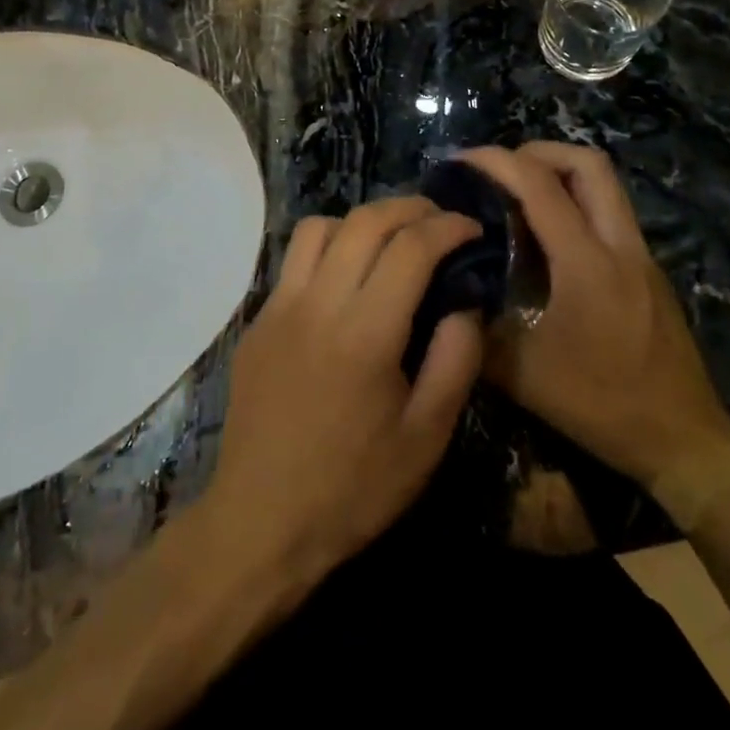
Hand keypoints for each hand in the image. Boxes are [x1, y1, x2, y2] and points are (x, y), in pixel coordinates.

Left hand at [205, 198, 484, 588]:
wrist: (260, 521)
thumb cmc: (353, 488)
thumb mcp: (426, 438)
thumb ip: (455, 360)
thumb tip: (467, 304)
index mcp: (365, 332)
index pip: (411, 246)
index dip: (448, 227)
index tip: (472, 228)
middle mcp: (318, 302)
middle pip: (365, 221)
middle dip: (410, 208)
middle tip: (439, 221)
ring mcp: (279, 306)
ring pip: (321, 226)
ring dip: (363, 220)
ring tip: (390, 241)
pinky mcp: (258, 319)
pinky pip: (294, 257)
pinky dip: (329, 245)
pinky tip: (346, 276)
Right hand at [462, 143, 729, 528]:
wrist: (683, 439)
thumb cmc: (601, 405)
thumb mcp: (523, 375)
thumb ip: (479, 328)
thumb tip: (446, 294)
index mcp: (586, 263)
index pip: (539, 185)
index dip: (497, 161)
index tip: (462, 160)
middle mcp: (619, 246)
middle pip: (588, 164)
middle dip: (538, 152)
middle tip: (499, 170)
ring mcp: (641, 256)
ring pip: (606, 185)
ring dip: (561, 173)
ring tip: (519, 195)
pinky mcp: (648, 271)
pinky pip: (610, 213)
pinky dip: (576, 203)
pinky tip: (548, 238)